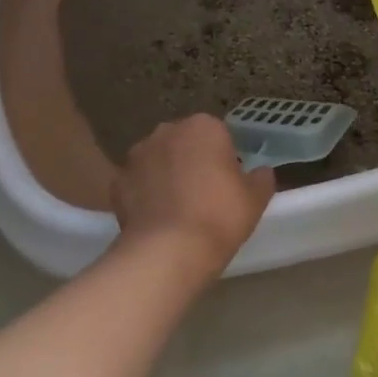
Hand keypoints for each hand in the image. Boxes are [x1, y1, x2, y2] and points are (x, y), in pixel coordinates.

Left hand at [111, 115, 274, 275]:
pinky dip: (145, 195)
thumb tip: (261, 172)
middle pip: (185, 143)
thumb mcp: (256, 198)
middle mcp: (166, 131)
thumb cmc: (220, 215)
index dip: (225, 158)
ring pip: (158, 160)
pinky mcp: (116, 182)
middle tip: (205, 194)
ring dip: (166, 175)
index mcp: (204, 126)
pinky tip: (157, 218)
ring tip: (178, 209)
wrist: (168, 250)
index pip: (219, 134)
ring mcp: (137, 155)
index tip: (229, 183)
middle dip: (192, 160)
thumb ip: (261, 179)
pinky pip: (138, 184)